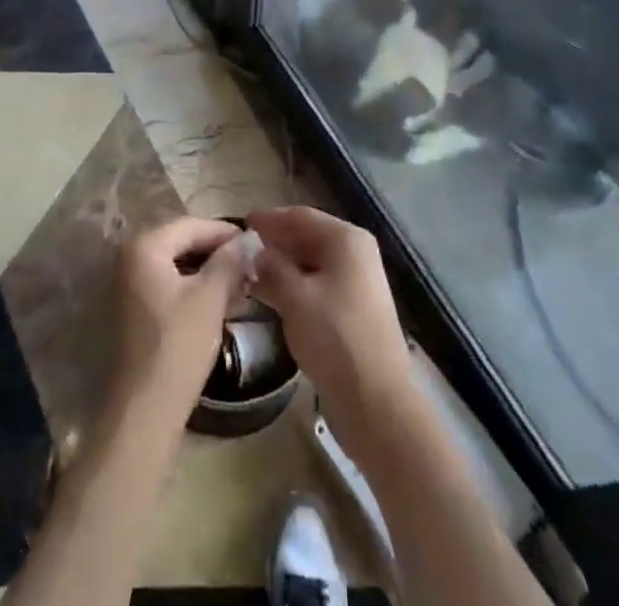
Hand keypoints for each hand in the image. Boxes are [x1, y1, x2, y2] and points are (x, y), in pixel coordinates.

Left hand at [110, 215, 248, 417]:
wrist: (143, 412)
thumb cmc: (177, 346)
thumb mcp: (210, 298)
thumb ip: (230, 261)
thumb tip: (249, 239)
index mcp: (144, 246)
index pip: (192, 225)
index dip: (225, 232)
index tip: (256, 243)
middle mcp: (129, 257)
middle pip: (182, 242)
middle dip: (217, 253)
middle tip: (250, 265)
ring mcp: (128, 285)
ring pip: (176, 265)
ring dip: (208, 272)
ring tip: (241, 285)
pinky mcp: (133, 310)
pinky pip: (168, 285)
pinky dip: (193, 289)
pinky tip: (219, 303)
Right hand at [247, 207, 420, 463]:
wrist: (377, 401)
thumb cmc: (334, 338)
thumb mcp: (295, 298)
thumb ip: (272, 268)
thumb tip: (257, 253)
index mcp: (346, 239)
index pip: (301, 217)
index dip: (270, 219)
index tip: (241, 223)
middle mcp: (356, 253)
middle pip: (308, 237)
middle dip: (276, 243)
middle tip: (242, 251)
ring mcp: (358, 282)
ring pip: (313, 263)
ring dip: (283, 267)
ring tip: (250, 275)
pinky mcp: (356, 309)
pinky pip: (319, 285)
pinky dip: (296, 286)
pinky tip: (271, 297)